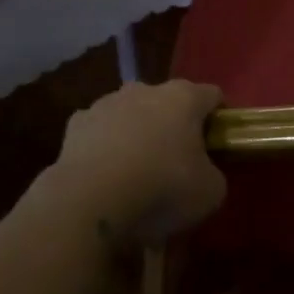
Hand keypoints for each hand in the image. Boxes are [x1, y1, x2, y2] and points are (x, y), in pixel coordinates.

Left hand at [55, 80, 226, 245]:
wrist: (88, 204)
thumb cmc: (161, 190)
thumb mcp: (210, 193)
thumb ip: (214, 174)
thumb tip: (204, 174)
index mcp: (184, 97)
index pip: (213, 96)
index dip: (218, 120)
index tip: (216, 147)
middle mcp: (146, 89)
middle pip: (169, 101)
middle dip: (175, 125)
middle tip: (177, 162)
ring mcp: (106, 103)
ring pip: (131, 113)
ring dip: (138, 133)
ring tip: (137, 172)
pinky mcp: (75, 124)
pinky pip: (99, 131)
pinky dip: (105, 146)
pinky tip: (105, 176)